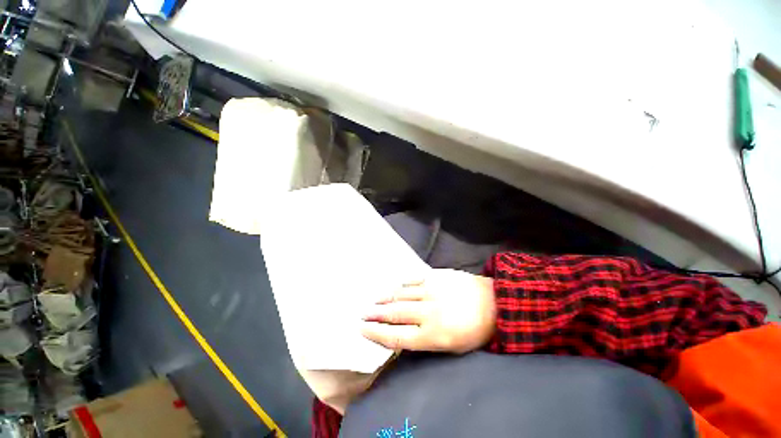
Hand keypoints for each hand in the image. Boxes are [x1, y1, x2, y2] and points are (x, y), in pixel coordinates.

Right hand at [361, 269, 495, 353]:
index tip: (363, 329)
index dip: (377, 333)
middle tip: (362, 313)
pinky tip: (394, 285)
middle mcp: (429, 312)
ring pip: (401, 294)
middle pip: (395, 313)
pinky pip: (413, 278)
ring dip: (385, 297)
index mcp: (433, 335)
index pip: (396, 336)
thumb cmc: (474, 330)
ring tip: (374, 299)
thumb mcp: (451, 347)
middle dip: (375, 314)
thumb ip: (424, 340)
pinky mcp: (436, 275)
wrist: (493, 302)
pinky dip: (401, 283)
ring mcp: (432, 290)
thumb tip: (400, 333)